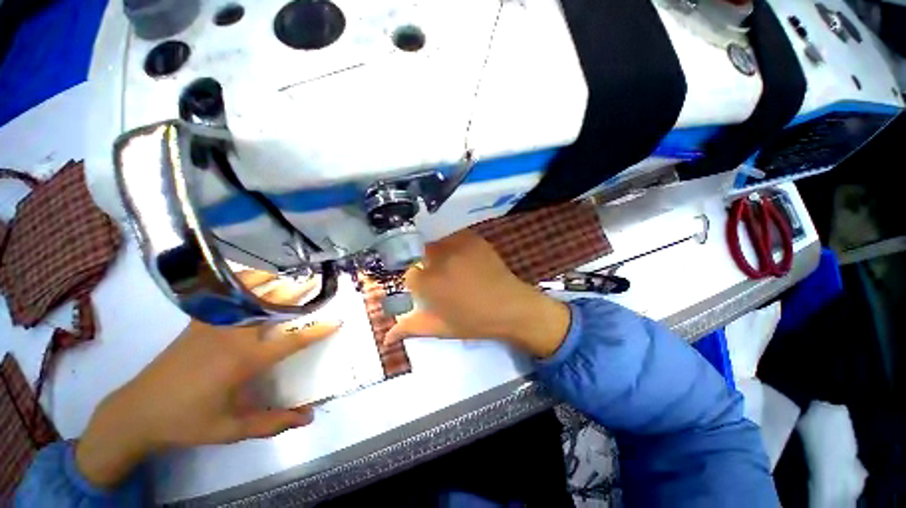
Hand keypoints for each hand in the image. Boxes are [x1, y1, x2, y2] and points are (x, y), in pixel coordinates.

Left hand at [75, 271, 340, 487]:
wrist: (137, 411)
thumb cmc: (187, 422)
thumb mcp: (231, 429)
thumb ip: (272, 423)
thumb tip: (309, 418)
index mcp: (243, 360)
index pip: (290, 341)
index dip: (317, 331)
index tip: (337, 321)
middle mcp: (232, 336)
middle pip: (272, 307)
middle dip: (297, 293)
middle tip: (316, 281)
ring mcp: (213, 325)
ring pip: (249, 295)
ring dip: (272, 282)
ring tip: (289, 272)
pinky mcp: (198, 322)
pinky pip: (225, 295)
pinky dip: (241, 282)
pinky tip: (250, 275)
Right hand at [385, 230, 569, 357]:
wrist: (511, 307)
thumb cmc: (475, 321)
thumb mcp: (441, 328)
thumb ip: (411, 328)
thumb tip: (386, 337)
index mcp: (429, 283)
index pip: (409, 274)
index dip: (417, 281)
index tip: (426, 288)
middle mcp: (440, 259)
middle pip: (420, 252)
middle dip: (424, 263)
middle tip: (438, 275)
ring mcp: (457, 245)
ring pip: (435, 241)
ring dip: (437, 250)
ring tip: (450, 264)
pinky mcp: (472, 238)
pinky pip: (453, 235)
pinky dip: (452, 243)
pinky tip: (460, 255)